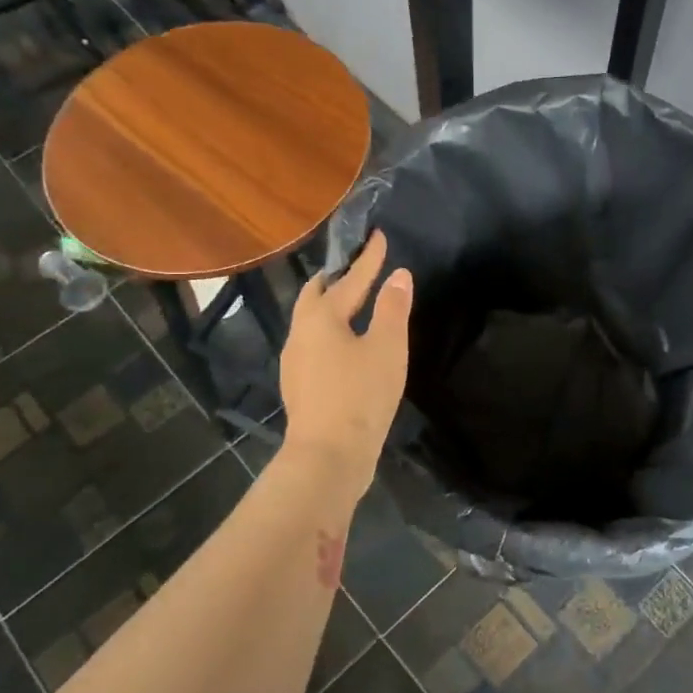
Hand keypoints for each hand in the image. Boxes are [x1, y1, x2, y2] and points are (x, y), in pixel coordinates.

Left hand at [279, 231, 412, 493]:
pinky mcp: (299, 385)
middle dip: (336, 279)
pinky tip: (344, 346)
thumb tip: (398, 275)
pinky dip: (329, 332)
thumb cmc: (360, 396)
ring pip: (310, 321)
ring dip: (330, 306)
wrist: (328, 455)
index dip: (368, 259)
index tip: (379, 237)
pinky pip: (313, 344)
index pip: (350, 279)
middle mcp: (300, 333)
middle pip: (315, 296)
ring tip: (352, 304)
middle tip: (357, 269)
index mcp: (321, 318)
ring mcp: (294, 361)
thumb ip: (392, 308)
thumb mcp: (386, 348)